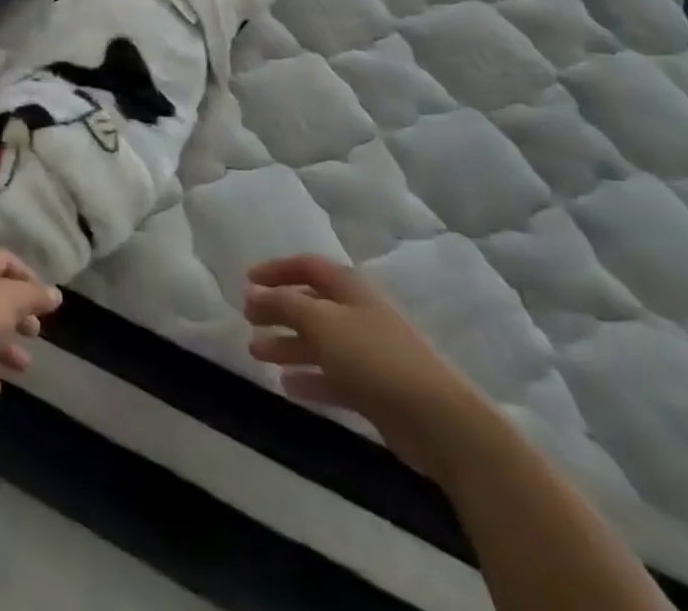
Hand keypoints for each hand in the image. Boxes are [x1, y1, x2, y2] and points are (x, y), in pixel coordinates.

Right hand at [245, 256, 491, 479]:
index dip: (277, 270)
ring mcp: (367, 353)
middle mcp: (358, 314)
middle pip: (311, 305)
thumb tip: (253, 292)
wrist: (440, 421)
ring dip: (287, 345)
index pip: (307, 266)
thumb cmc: (375, 357)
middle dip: (278, 310)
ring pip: (318, 343)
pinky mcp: (374, 390)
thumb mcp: (321, 322)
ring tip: (255, 353)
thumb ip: (284, 304)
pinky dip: (309, 378)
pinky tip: (286, 386)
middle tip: (247, 320)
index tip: (247, 280)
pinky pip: (332, 377)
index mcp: (349, 288)